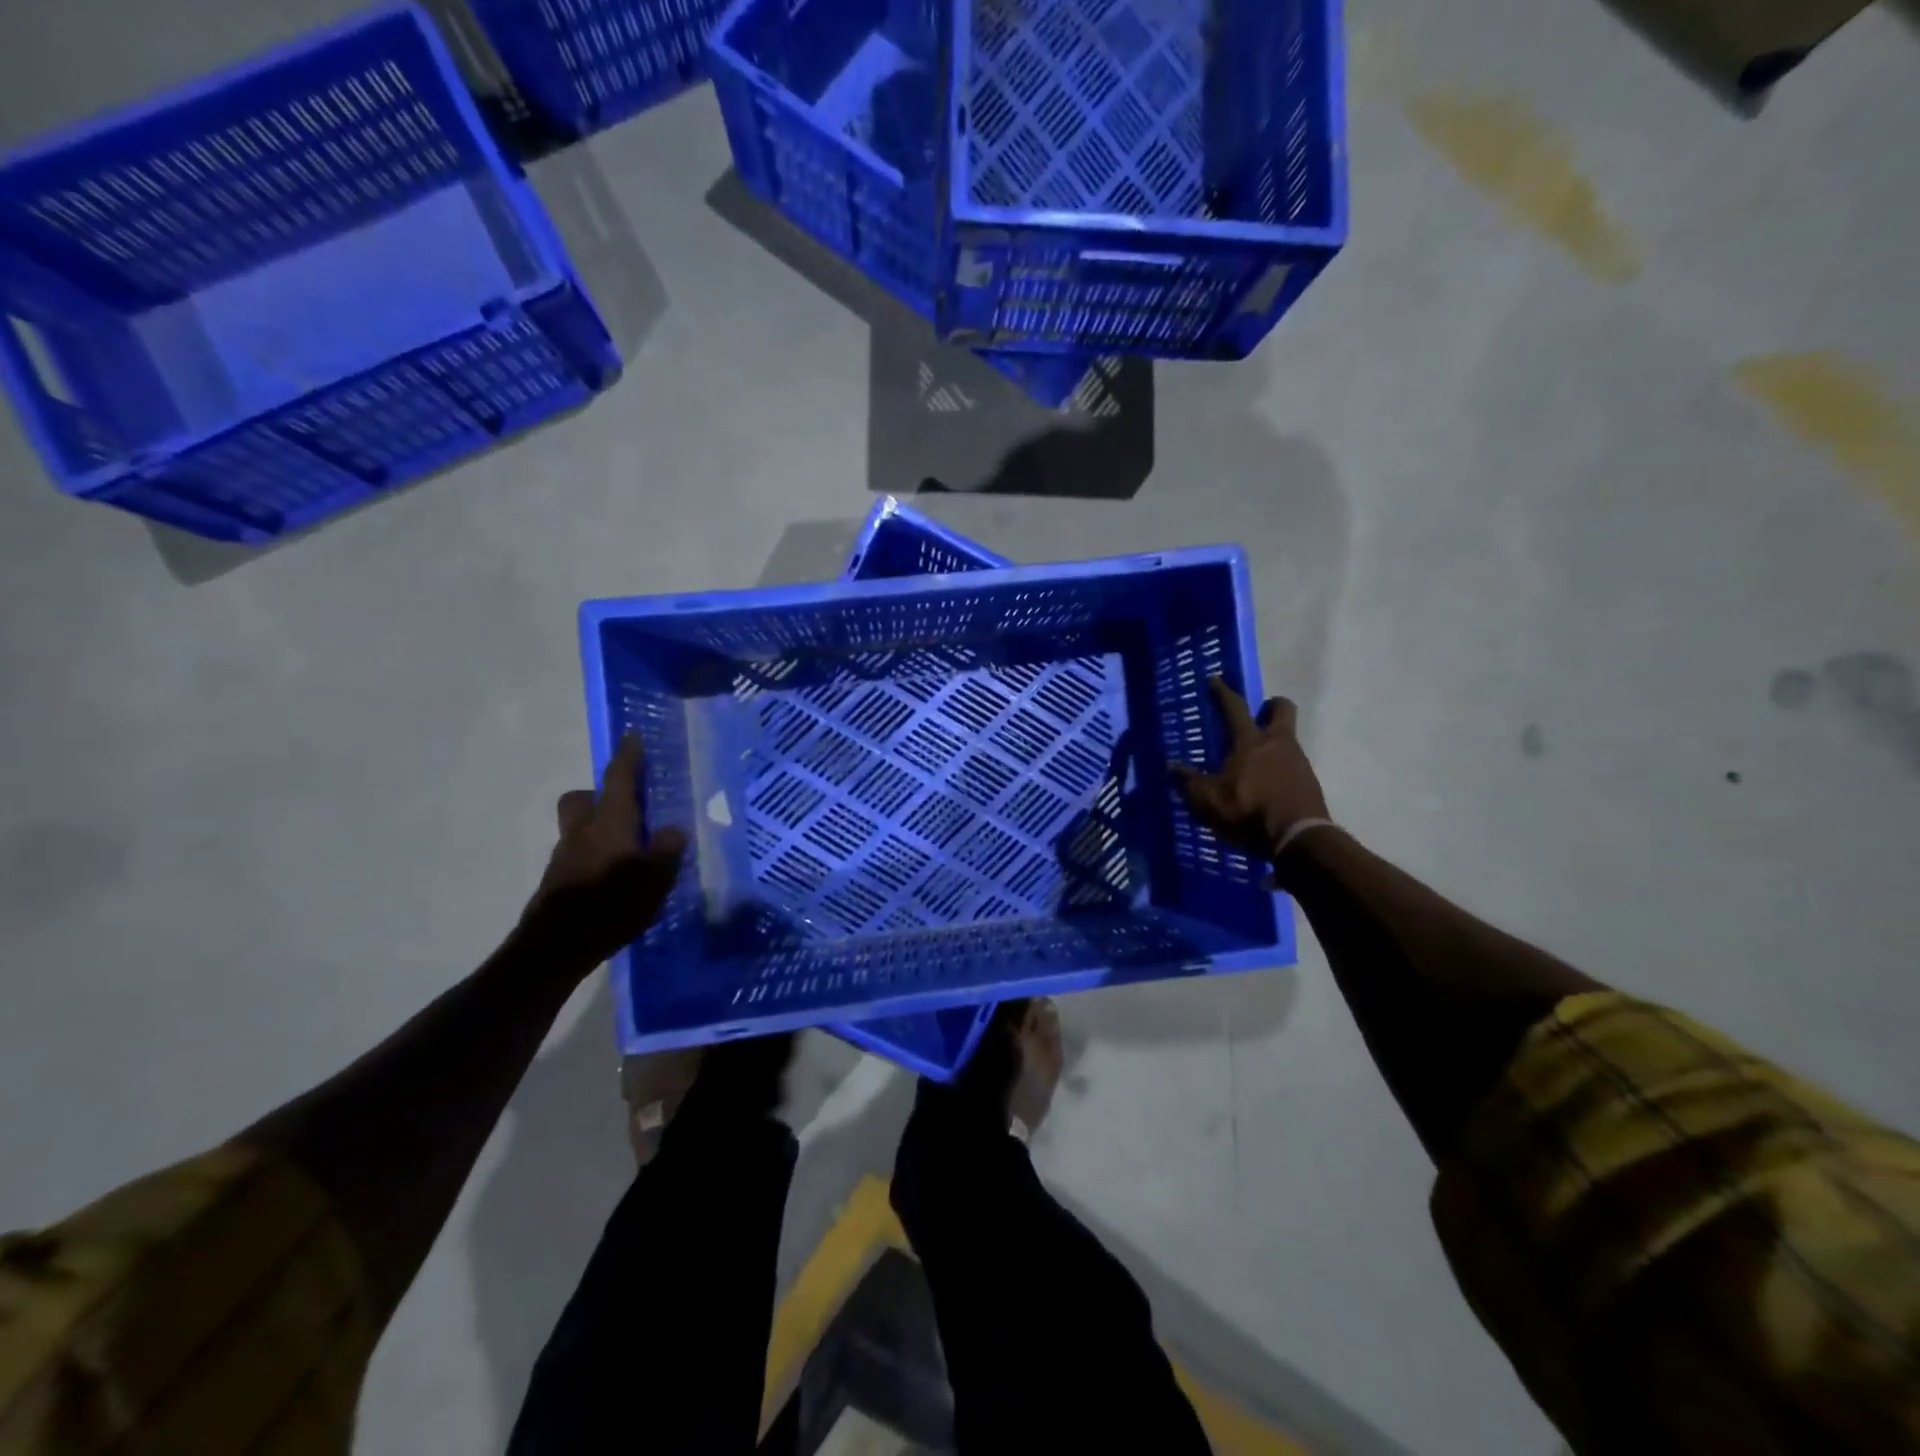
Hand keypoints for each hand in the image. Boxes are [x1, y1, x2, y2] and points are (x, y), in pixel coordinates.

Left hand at [528, 733, 687, 968]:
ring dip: (598, 829)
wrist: (556, 947)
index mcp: (610, 822)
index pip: (619, 779)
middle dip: (599, 795)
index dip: (628, 757)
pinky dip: (594, 858)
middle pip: (582, 799)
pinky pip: (578, 856)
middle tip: (625, 806)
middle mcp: (583, 832)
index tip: (632, 736)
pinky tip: (614, 880)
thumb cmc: (612, 904)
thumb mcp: (655, 877)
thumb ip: (666, 849)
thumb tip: (671, 831)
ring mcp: (565, 858)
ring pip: (579, 828)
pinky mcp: (557, 883)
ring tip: (628, 850)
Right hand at [1171, 678, 1330, 859]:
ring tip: (1256, 759)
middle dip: (1270, 705)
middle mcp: (1278, 743)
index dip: (1223, 692)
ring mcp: (1298, 761)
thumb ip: (1189, 782)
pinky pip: (1293, 763)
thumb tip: (1171, 766)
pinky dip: (1281, 767)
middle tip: (1257, 713)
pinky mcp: (1309, 782)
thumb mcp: (1209, 801)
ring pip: (1288, 738)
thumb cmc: (1249, 812)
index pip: (1235, 708)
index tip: (1215, 680)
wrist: (1299, 838)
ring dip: (1274, 741)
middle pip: (1282, 709)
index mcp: (1250, 742)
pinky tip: (1269, 784)